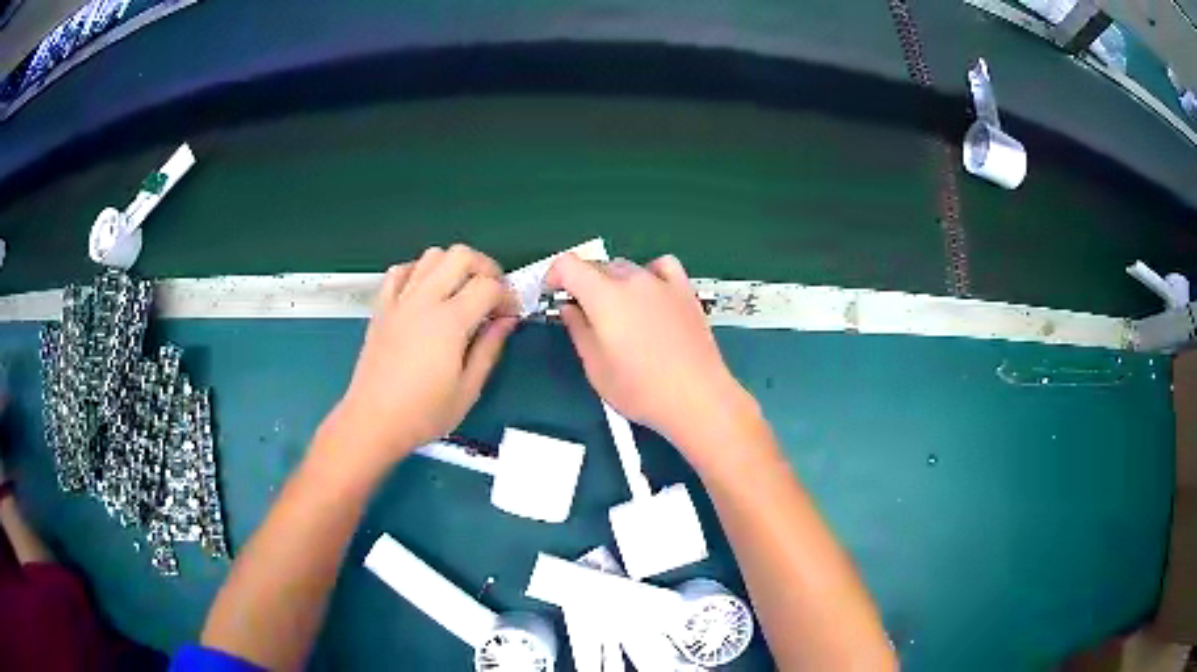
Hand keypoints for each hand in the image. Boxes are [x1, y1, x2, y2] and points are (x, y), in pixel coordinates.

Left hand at [332, 245, 518, 469]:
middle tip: (491, 294)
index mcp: (449, 322)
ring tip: (461, 291)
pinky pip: (399, 271)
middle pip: (460, 255)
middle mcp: (424, 300)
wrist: (373, 421)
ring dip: (453, 265)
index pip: (488, 286)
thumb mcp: (468, 389)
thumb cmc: (423, 413)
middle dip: (485, 268)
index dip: (507, 296)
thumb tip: (506, 321)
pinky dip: (418, 271)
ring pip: (431, 255)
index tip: (511, 314)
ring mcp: (399, 300)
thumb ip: (489, 349)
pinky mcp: (381, 307)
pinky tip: (426, 291)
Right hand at [546, 254, 757, 455]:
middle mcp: (632, 280)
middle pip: (597, 266)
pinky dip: (649, 273)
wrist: (696, 397)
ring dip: (613, 281)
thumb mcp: (595, 367)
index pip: (568, 265)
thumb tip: (569, 308)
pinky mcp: (685, 291)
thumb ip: (578, 330)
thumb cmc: (640, 390)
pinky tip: (649, 294)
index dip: (554, 276)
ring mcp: (662, 283)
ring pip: (627, 267)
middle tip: (582, 313)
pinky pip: (662, 267)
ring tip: (616, 310)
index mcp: (604, 296)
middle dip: (582, 283)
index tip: (552, 295)